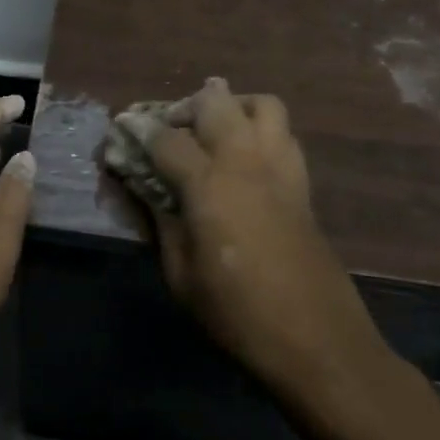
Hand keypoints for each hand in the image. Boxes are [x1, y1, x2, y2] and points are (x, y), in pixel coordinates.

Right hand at [119, 79, 385, 393]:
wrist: (316, 339)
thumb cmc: (237, 312)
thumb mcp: (181, 274)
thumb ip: (161, 221)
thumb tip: (144, 187)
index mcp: (209, 184)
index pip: (166, 138)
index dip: (139, 130)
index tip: (123, 127)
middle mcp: (245, 161)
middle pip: (216, 101)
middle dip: (186, 106)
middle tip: (171, 129)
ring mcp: (280, 168)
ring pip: (261, 104)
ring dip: (233, 106)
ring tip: (215, 131)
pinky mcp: (303, 183)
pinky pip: (284, 134)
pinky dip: (262, 131)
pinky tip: (247, 159)